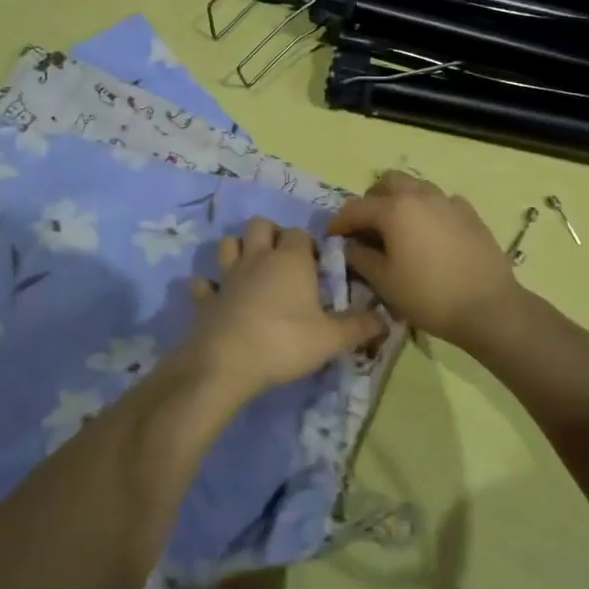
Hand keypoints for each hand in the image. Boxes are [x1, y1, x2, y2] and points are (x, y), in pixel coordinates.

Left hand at [182, 218, 382, 402]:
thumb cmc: (284, 342)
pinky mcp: (206, 299)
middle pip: (260, 225)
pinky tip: (215, 296)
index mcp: (291, 260)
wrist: (226, 364)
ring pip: (227, 244)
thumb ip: (359, 327)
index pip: (301, 234)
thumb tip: (386, 319)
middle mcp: (258, 258)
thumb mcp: (331, 339)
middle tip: (284, 260)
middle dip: (271, 234)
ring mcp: (227, 276)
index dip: (309, 245)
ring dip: (237, 250)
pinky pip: (202, 284)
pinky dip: (207, 286)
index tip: (317, 266)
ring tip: (250, 268)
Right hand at [326, 171, 521, 343]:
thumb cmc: (429, 296)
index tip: (331, 237)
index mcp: (395, 209)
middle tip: (367, 226)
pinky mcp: (470, 214)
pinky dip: (428, 211)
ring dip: (401, 201)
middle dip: (372, 199)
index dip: (339, 222)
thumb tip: (350, 246)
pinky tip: (430, 235)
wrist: (488, 307)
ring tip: (398, 229)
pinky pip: (441, 202)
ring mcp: (449, 201)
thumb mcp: (385, 282)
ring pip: (417, 187)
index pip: (356, 207)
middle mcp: (421, 195)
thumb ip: (361, 258)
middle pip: (388, 182)